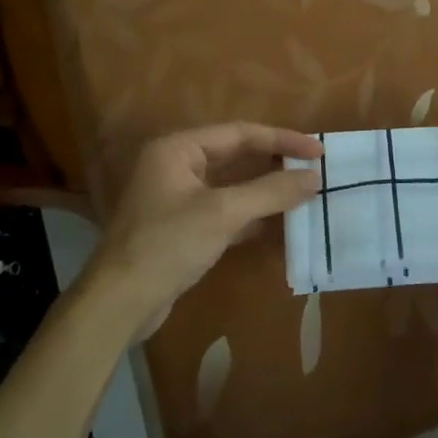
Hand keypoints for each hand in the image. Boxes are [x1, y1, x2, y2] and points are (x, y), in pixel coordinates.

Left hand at [89, 122, 322, 333]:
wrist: (119, 303)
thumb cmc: (167, 244)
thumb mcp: (223, 214)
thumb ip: (271, 192)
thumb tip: (314, 177)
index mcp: (179, 148)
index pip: (240, 133)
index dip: (282, 140)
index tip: (318, 150)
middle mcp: (177, 165)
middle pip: (236, 156)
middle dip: (275, 163)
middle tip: (314, 168)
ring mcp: (178, 197)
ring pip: (232, 185)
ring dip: (266, 190)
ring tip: (304, 191)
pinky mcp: (183, 227)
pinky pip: (225, 210)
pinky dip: (252, 214)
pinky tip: (280, 223)